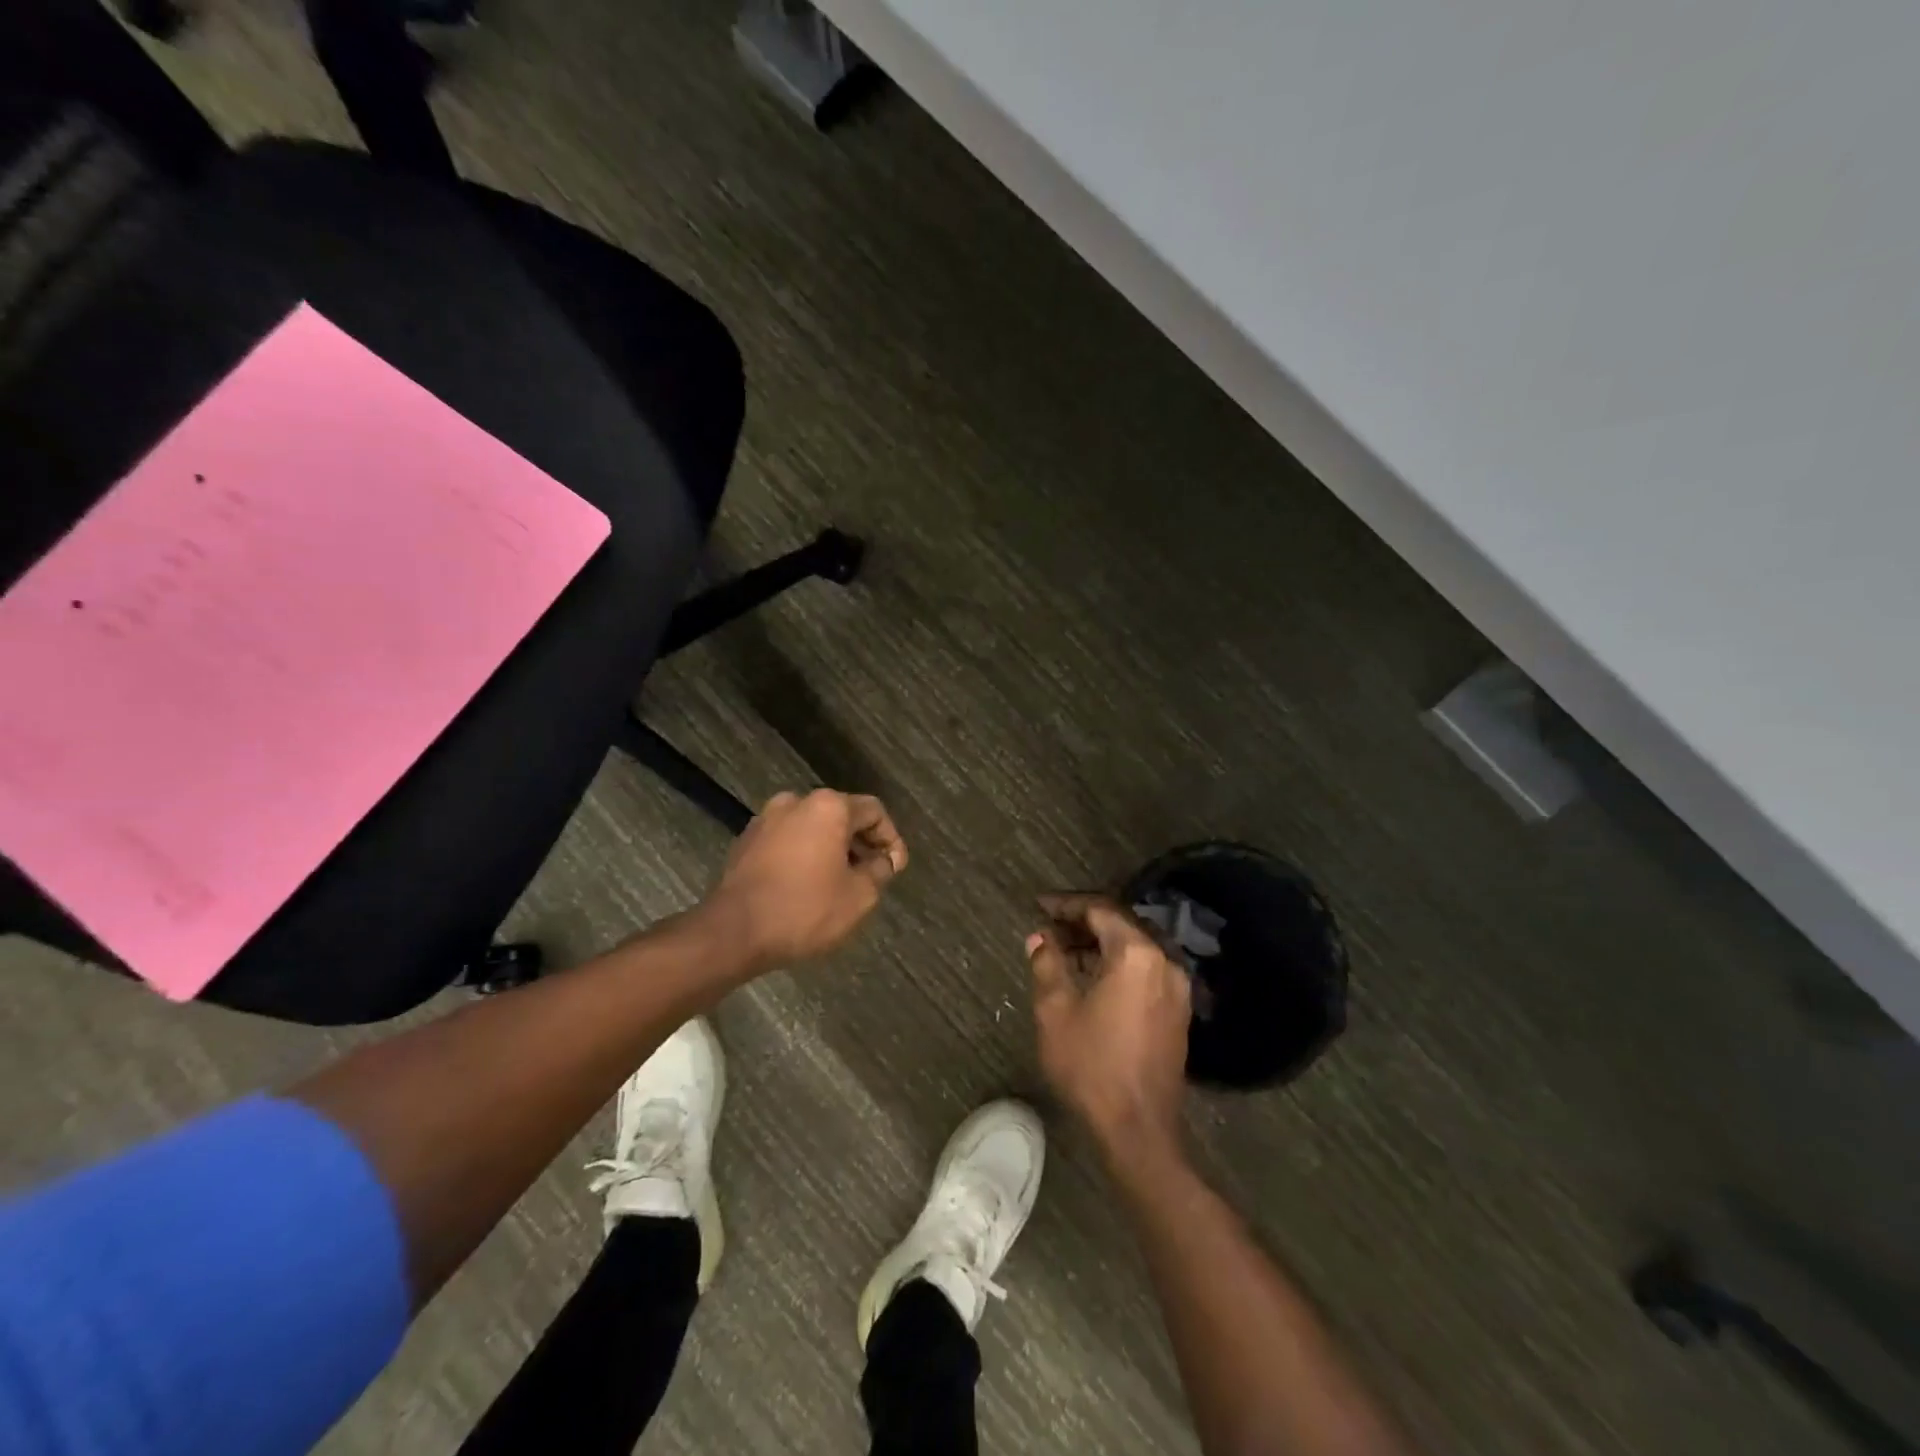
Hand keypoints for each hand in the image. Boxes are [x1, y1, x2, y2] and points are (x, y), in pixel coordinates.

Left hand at [703, 789, 906, 970]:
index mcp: (828, 807)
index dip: (891, 839)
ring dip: (832, 849)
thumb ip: (879, 871)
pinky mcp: (746, 841)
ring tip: (841, 882)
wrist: (733, 932)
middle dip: (861, 843)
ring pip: (812, 827)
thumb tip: (882, 861)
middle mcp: (796, 802)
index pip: (874, 811)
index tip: (895, 869)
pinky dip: (804, 855)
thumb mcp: (859, 896)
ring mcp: (766, 819)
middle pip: (842, 815)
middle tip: (872, 874)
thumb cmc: (805, 909)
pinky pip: (788, 840)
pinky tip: (808, 885)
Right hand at [1029, 893, 1191, 1166]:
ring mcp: (1176, 987)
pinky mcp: (1178, 1010)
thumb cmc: (1092, 1065)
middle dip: (1083, 922)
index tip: (1039, 906)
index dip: (1067, 904)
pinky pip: (1145, 970)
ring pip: (1134, 948)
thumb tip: (1040, 937)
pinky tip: (1091, 977)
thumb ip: (1047, 963)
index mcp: (1136, 954)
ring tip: (1063, 951)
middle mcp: (1164, 961)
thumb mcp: (1056, 1011)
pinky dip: (1117, 964)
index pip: (1100, 910)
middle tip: (1049, 927)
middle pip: (1121, 925)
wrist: (1139, 1129)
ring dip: (1100, 944)